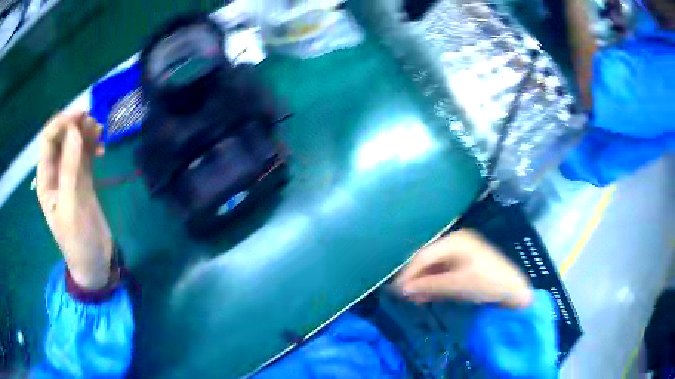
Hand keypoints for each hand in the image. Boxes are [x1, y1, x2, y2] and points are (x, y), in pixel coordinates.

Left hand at [36, 111, 112, 290]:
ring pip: (74, 143)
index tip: (80, 118)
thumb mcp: (71, 205)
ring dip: (85, 132)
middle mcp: (55, 173)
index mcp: (45, 180)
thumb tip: (75, 130)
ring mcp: (70, 175)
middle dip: (75, 125)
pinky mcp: (83, 180)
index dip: (61, 124)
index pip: (48, 140)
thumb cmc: (78, 240)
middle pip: (62, 138)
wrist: (95, 262)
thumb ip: (71, 167)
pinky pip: (85, 154)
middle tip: (93, 122)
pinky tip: (102, 146)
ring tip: (100, 132)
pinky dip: (92, 145)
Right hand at [394, 230, 532, 308]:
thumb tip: (402, 289)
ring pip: (434, 268)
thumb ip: (429, 285)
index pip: (424, 255)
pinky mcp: (462, 266)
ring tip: (412, 299)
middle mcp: (455, 243)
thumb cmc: (487, 282)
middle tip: (402, 295)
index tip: (396, 289)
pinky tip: (424, 296)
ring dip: (423, 283)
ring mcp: (459, 254)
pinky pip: (442, 274)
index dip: (409, 272)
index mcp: (455, 241)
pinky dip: (434, 285)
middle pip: (428, 260)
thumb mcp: (457, 285)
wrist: (513, 290)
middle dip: (415, 278)